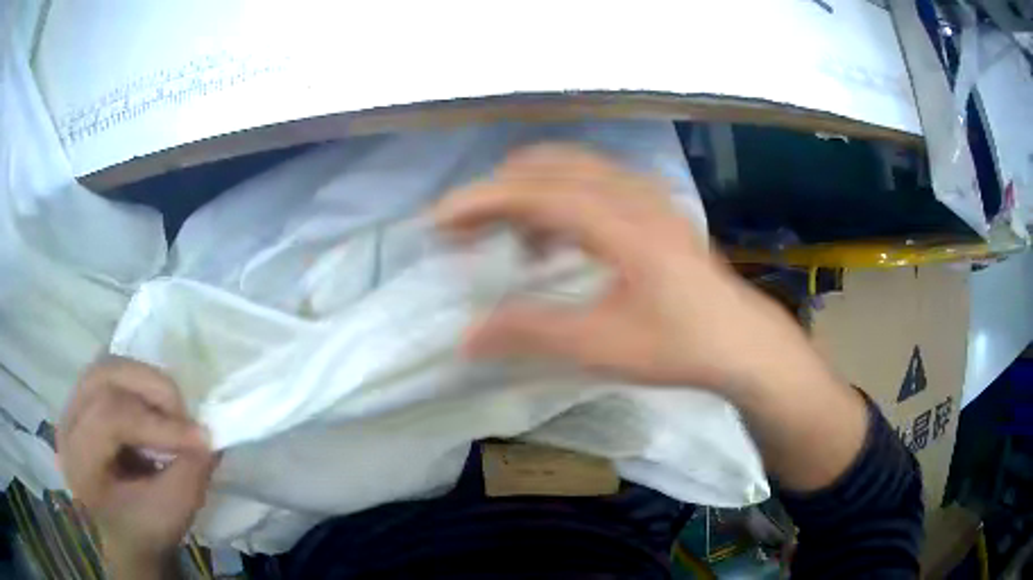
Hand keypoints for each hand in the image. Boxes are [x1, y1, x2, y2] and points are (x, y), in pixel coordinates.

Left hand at [58, 357, 214, 571]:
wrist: (121, 534)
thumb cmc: (142, 532)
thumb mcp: (168, 516)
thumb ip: (188, 477)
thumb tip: (209, 438)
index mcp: (79, 460)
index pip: (109, 417)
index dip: (157, 423)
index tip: (202, 440)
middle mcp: (68, 421)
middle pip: (106, 377)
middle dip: (153, 390)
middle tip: (186, 418)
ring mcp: (72, 403)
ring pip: (110, 366)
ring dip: (148, 383)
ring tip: (172, 412)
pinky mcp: (84, 396)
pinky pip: (112, 372)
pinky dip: (139, 383)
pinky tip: (154, 409)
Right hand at [434, 144, 820, 393]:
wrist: (742, 341)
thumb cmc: (679, 345)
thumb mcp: (600, 345)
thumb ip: (529, 333)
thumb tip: (465, 338)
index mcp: (620, 224)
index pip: (534, 192)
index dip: (479, 201)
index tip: (438, 221)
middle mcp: (631, 194)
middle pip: (547, 167)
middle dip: (496, 192)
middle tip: (463, 231)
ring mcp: (646, 195)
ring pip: (570, 169)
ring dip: (527, 194)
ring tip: (505, 240)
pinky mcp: (653, 206)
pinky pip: (592, 183)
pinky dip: (557, 201)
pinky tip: (553, 242)